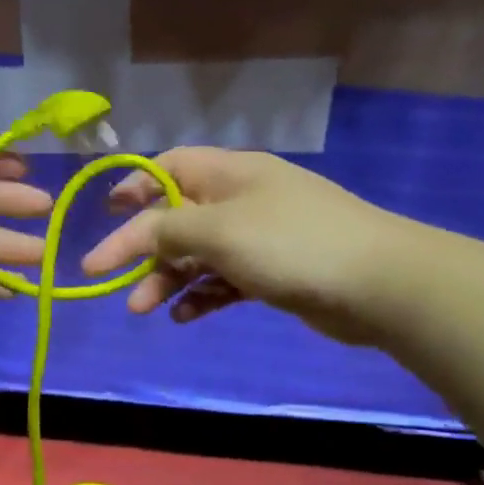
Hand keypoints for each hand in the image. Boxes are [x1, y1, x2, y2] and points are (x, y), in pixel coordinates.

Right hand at [79, 147, 415, 344]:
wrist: (379, 284)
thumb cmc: (289, 243)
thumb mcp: (217, 230)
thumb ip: (166, 229)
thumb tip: (132, 233)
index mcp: (229, 174)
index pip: (169, 167)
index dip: (134, 186)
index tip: (105, 213)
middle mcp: (240, 200)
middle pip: (176, 218)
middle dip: (142, 248)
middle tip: (110, 279)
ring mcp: (257, 238)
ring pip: (196, 255)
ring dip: (166, 279)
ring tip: (142, 309)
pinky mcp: (271, 273)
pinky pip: (222, 281)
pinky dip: (200, 296)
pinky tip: (182, 317)